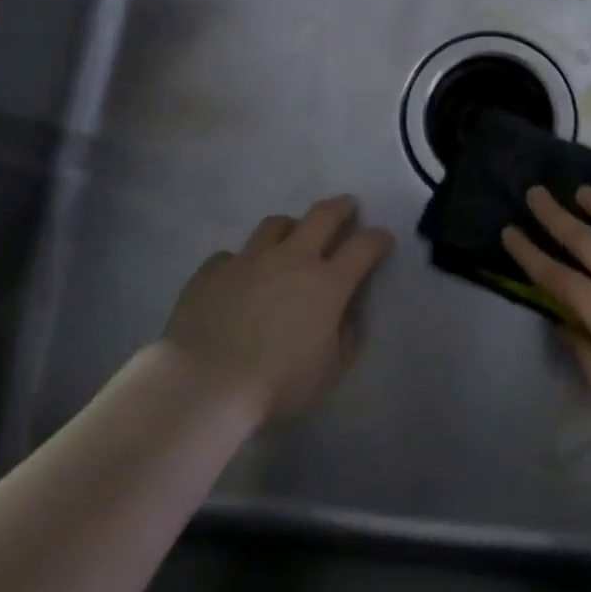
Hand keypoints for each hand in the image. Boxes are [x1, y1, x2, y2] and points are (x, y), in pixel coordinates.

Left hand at [161, 196, 393, 422]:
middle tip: (346, 208)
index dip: (378, 238)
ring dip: (290, 227)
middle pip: (322, 216)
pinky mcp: (212, 272)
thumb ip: (345, 337)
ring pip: (275, 225)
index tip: (383, 239)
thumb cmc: (278, 383)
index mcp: (328, 283)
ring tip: (291, 237)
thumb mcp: (330, 370)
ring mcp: (249, 260)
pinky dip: (242, 261)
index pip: (364, 246)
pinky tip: (239, 276)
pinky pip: (231, 255)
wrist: (206, 384)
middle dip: (340, 208)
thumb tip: (346, 316)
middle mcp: (292, 259)